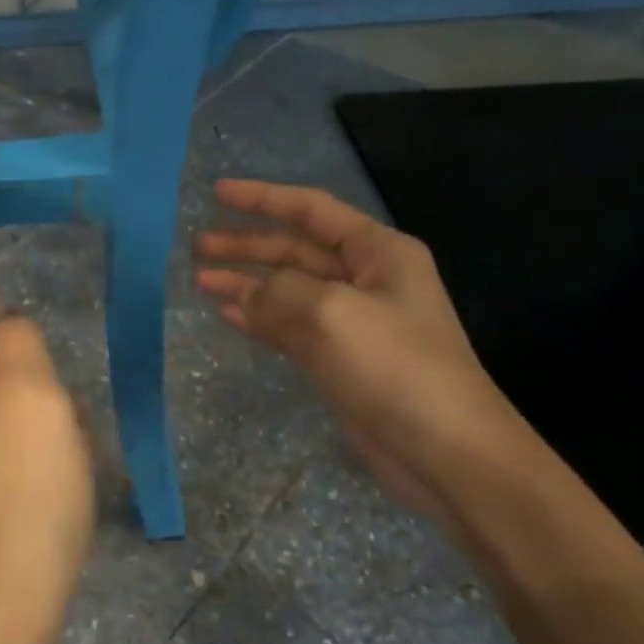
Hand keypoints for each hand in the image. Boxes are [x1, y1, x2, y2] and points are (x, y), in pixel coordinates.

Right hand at [194, 179, 527, 522]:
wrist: (445, 450)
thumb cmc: (394, 366)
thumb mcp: (330, 312)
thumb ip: (279, 292)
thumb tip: (246, 296)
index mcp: (378, 252)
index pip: (312, 210)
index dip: (263, 199)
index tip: (218, 192)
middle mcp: (366, 279)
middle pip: (295, 251)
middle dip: (247, 246)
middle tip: (198, 246)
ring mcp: (352, 322)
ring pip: (287, 290)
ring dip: (246, 283)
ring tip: (201, 280)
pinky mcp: (340, 359)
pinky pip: (289, 327)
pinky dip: (259, 319)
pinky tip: (229, 315)